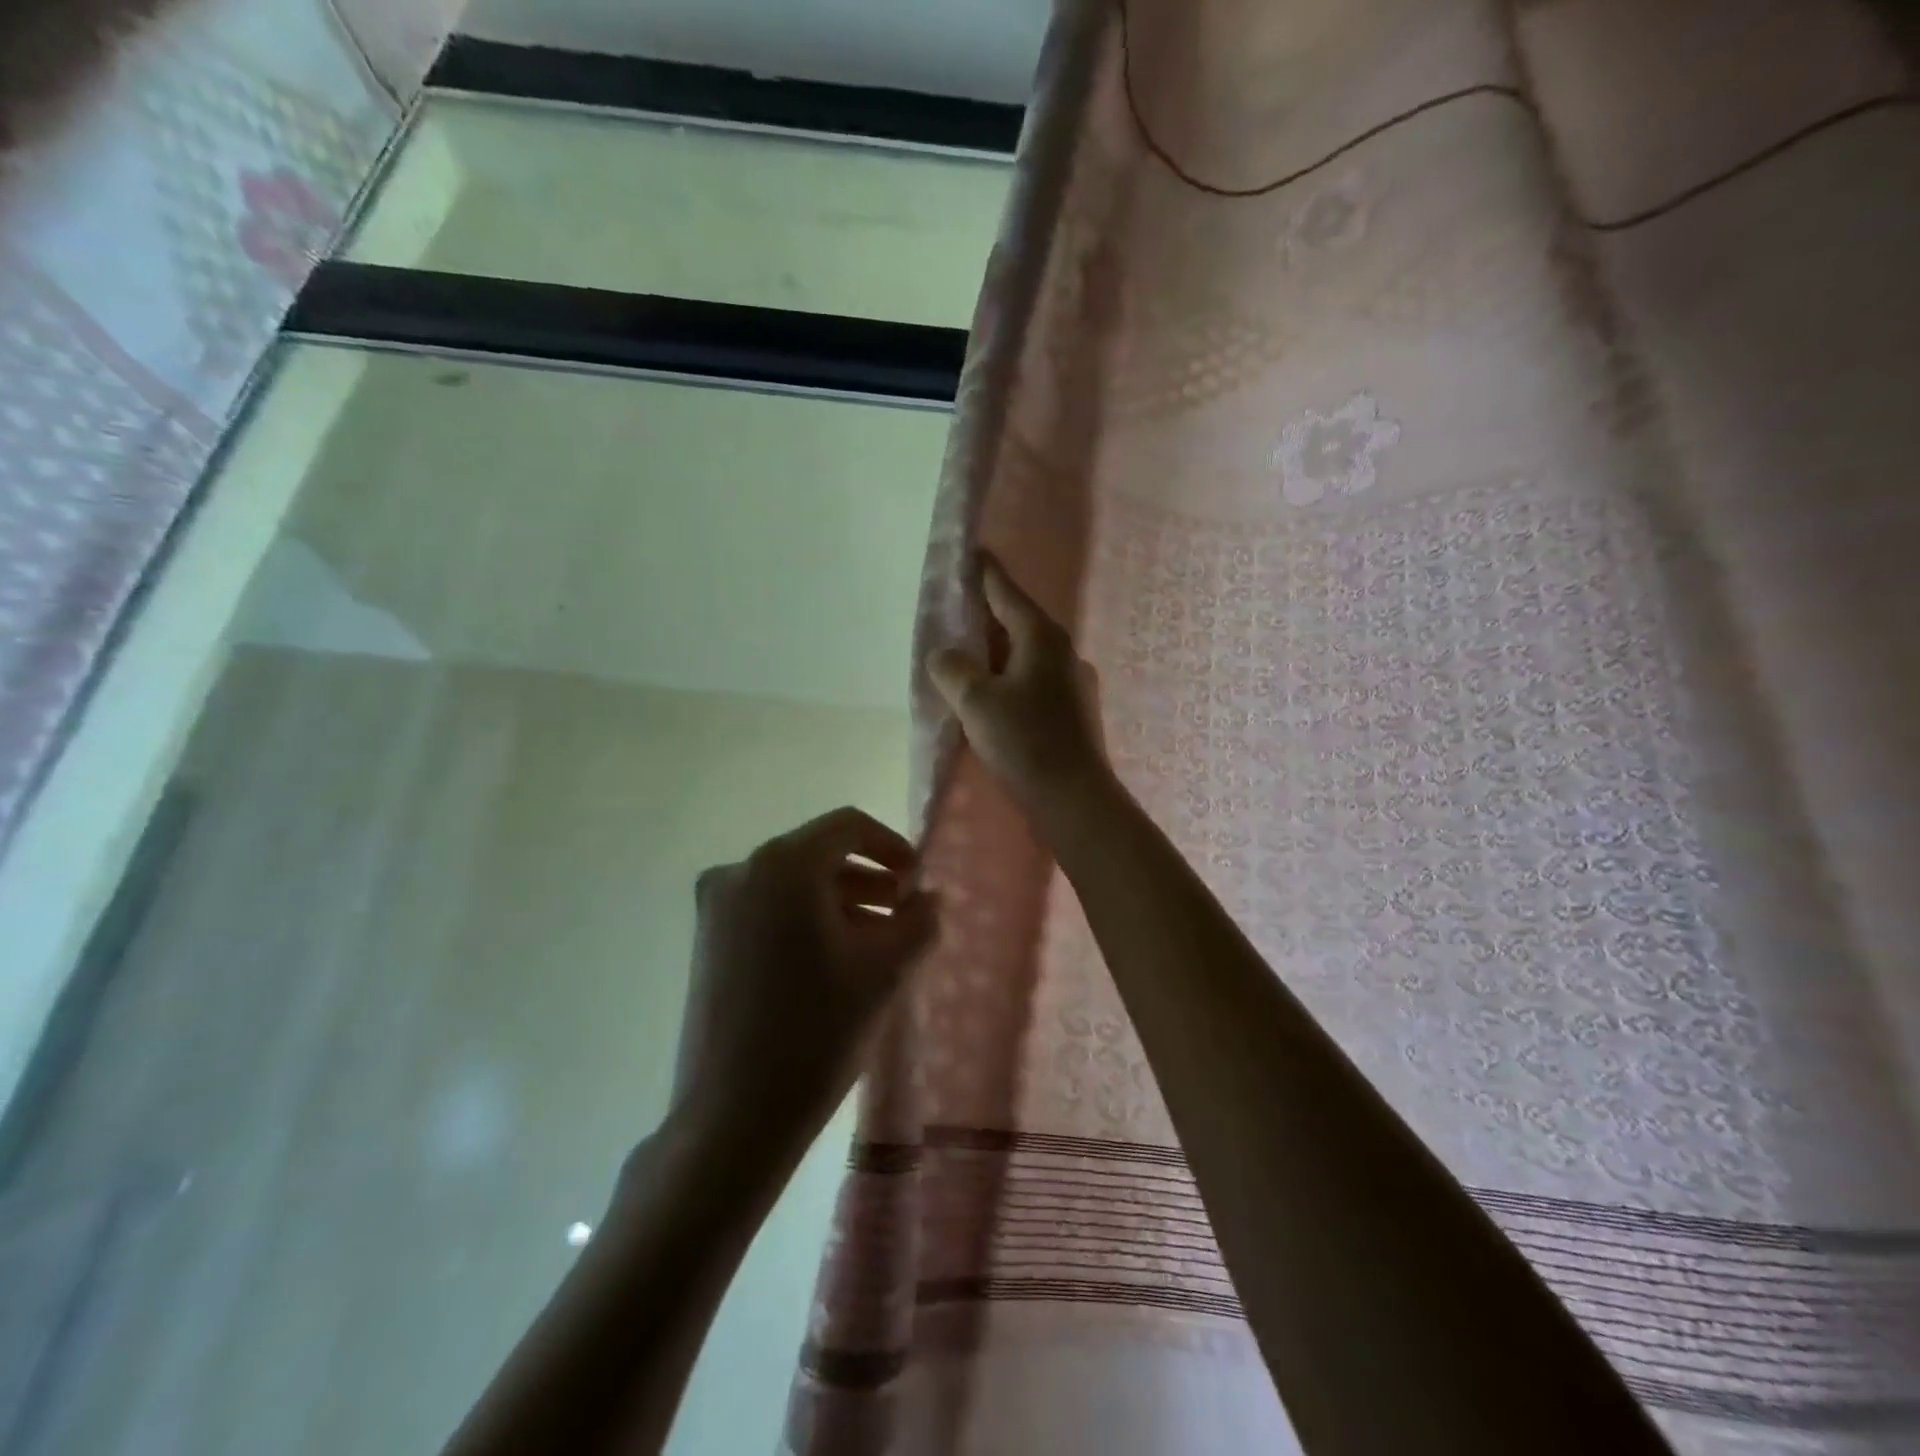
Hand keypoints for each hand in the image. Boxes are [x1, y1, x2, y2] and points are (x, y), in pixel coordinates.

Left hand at [673, 808, 938, 1158]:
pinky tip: (836, 961)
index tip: (917, 882)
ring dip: (841, 901)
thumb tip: (930, 897)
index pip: (847, 826)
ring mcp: (717, 907)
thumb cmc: (817, 1031)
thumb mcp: (884, 971)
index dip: (891, 846)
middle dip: (869, 879)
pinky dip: (808, 920)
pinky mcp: (708, 940)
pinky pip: (769, 909)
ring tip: (878, 942)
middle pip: (819, 854)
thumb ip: (918, 920)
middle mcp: (742, 871)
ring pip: (794, 884)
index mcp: (783, 865)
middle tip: (904, 915)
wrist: (733, 1116)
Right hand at [927, 552, 1110, 814]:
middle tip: (955, 610)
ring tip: (967, 656)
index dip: (983, 572)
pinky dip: (1009, 679)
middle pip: (1017, 622)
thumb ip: (953, 669)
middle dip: (986, 615)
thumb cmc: (1025, 742)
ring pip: (1025, 655)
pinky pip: (1032, 681)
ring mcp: (1072, 682)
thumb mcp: (976, 701)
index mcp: (1041, 637)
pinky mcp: (1073, 711)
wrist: (1075, 799)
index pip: (1006, 591)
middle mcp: (1062, 651)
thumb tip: (945, 655)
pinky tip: (993, 697)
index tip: (968, 553)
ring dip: (996, 652)